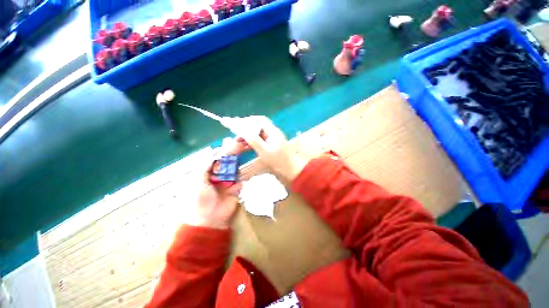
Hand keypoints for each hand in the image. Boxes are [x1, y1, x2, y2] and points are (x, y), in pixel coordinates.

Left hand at [189, 138, 246, 228]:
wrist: (210, 219)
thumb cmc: (200, 199)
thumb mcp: (198, 180)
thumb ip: (205, 165)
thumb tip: (215, 151)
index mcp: (208, 172)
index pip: (217, 158)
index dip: (223, 150)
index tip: (231, 142)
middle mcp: (219, 175)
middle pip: (228, 162)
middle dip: (235, 153)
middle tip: (242, 144)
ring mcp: (229, 181)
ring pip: (236, 169)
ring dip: (240, 162)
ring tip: (247, 151)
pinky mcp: (237, 188)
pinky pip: (241, 179)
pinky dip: (243, 174)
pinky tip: (248, 167)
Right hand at [239, 116, 306, 182]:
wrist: (291, 170)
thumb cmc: (279, 161)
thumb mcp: (264, 151)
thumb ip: (254, 140)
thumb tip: (242, 131)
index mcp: (273, 131)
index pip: (260, 120)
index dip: (249, 120)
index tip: (238, 124)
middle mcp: (274, 133)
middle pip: (259, 125)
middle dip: (248, 128)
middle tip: (237, 134)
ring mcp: (274, 139)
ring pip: (260, 133)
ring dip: (250, 135)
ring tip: (240, 141)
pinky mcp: (273, 145)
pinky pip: (261, 140)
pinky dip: (254, 141)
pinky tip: (248, 146)